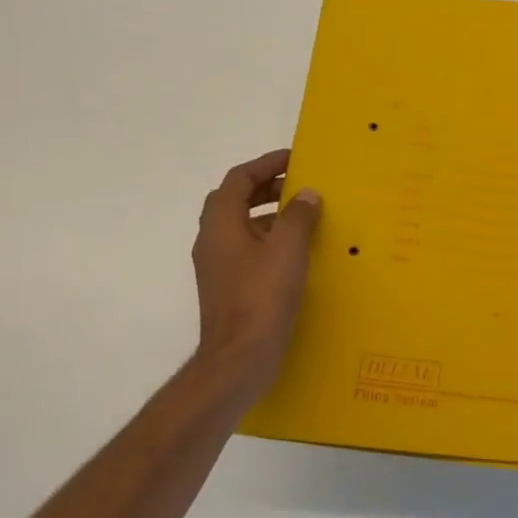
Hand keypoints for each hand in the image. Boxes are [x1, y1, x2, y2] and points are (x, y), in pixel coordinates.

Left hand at [192, 149, 321, 400]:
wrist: (239, 358)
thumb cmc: (262, 298)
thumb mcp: (287, 250)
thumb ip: (298, 217)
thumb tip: (305, 194)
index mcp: (221, 224)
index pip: (238, 179)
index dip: (265, 164)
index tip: (294, 159)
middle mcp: (212, 240)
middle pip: (235, 200)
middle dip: (266, 188)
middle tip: (300, 186)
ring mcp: (218, 266)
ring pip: (241, 227)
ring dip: (269, 215)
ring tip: (304, 217)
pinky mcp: (228, 287)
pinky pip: (247, 250)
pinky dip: (269, 241)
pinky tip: (296, 254)